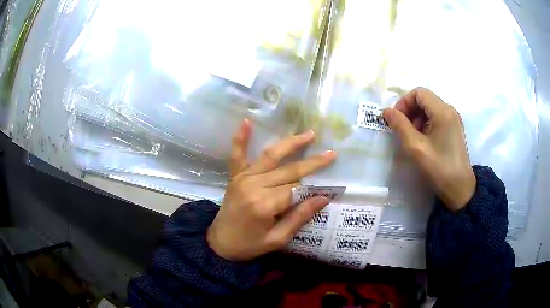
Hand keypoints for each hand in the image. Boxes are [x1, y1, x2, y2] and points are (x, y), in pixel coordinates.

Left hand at [207, 119, 336, 260]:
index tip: (330, 186)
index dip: (313, 188)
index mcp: (264, 205)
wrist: (220, 244)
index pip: (296, 189)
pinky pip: (237, 155)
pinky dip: (241, 138)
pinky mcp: (235, 176)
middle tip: (331, 154)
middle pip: (288, 171)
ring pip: (270, 156)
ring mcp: (242, 178)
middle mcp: (253, 186)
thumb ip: (300, 217)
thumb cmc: (250, 246)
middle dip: (312, 163)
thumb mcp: (278, 239)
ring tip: (309, 134)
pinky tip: (247, 121)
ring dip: (291, 144)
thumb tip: (324, 198)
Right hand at [382, 88, 475, 210]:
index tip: (396, 120)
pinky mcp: (454, 129)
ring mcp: (454, 120)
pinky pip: (436, 118)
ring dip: (417, 118)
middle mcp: (450, 110)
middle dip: (410, 111)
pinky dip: (426, 124)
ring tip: (412, 137)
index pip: (419, 93)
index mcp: (443, 111)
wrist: (460, 189)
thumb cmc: (439, 168)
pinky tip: (423, 141)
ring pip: (430, 108)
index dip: (404, 102)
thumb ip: (400, 125)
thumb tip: (386, 111)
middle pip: (424, 99)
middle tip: (402, 130)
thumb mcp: (416, 147)